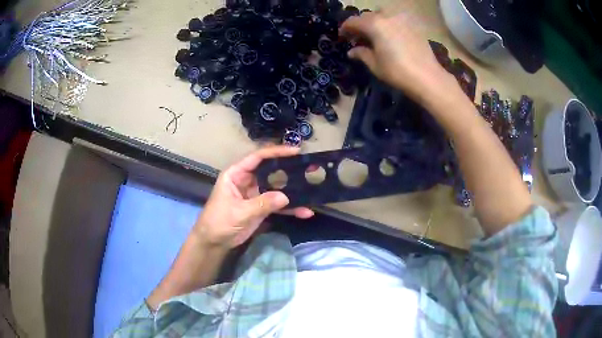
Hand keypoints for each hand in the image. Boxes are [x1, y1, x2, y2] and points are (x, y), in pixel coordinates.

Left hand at [194, 146, 313, 249]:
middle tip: (308, 168)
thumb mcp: (239, 212)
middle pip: (270, 170)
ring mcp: (255, 194)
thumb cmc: (219, 221)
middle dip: (289, 169)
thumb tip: (286, 197)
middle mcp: (247, 180)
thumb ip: (262, 204)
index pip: (257, 158)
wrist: (214, 241)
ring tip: (311, 188)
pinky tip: (304, 211)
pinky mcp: (261, 207)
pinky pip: (277, 204)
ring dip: (292, 190)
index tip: (295, 151)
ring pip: (277, 188)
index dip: (276, 152)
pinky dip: (290, 208)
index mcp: (236, 174)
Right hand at [340, 12, 455, 103]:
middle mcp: (387, 16)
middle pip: (368, 16)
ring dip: (375, 22)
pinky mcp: (413, 25)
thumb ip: (361, 54)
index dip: (345, 28)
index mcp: (374, 24)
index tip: (342, 37)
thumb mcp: (375, 64)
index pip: (353, 21)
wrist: (427, 77)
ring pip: (383, 15)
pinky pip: (396, 20)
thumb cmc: (397, 71)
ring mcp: (402, 19)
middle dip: (360, 25)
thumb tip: (352, 51)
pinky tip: (390, 36)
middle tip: (358, 37)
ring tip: (375, 35)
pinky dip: (389, 24)